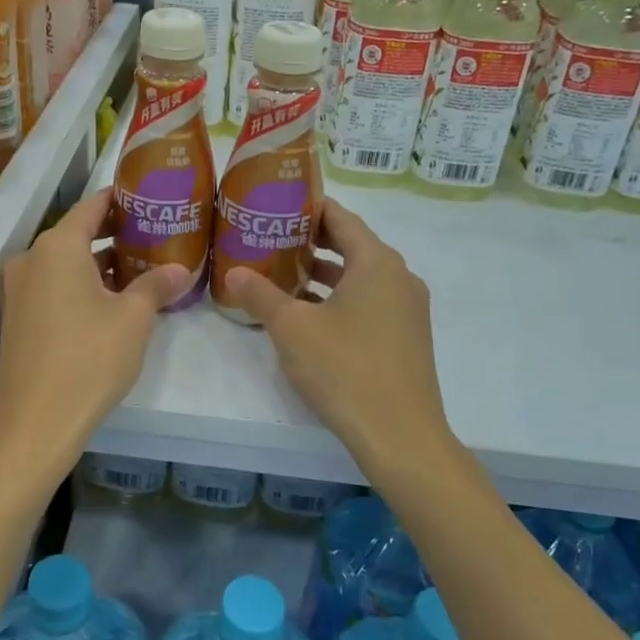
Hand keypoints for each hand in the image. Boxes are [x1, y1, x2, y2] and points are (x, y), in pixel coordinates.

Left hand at [0, 188, 187, 473]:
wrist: (35, 422)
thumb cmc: (89, 358)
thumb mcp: (133, 319)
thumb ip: (156, 285)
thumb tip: (180, 269)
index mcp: (57, 247)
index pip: (93, 206)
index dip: (122, 199)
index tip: (150, 197)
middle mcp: (31, 259)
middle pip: (78, 234)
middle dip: (116, 234)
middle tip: (155, 236)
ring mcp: (19, 290)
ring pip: (66, 264)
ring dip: (100, 264)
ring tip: (141, 269)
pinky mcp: (17, 318)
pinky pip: (53, 287)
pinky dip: (81, 286)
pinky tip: (112, 302)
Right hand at [223, 200, 446, 471]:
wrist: (400, 436)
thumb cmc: (345, 369)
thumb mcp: (292, 329)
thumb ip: (261, 295)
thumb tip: (233, 272)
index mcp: (377, 262)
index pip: (341, 218)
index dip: (308, 207)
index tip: (277, 204)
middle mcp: (399, 277)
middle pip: (352, 245)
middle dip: (311, 242)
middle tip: (271, 238)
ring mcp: (407, 309)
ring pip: (361, 278)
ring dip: (324, 274)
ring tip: (282, 275)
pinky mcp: (406, 338)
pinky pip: (370, 303)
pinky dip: (340, 300)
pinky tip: (308, 316)